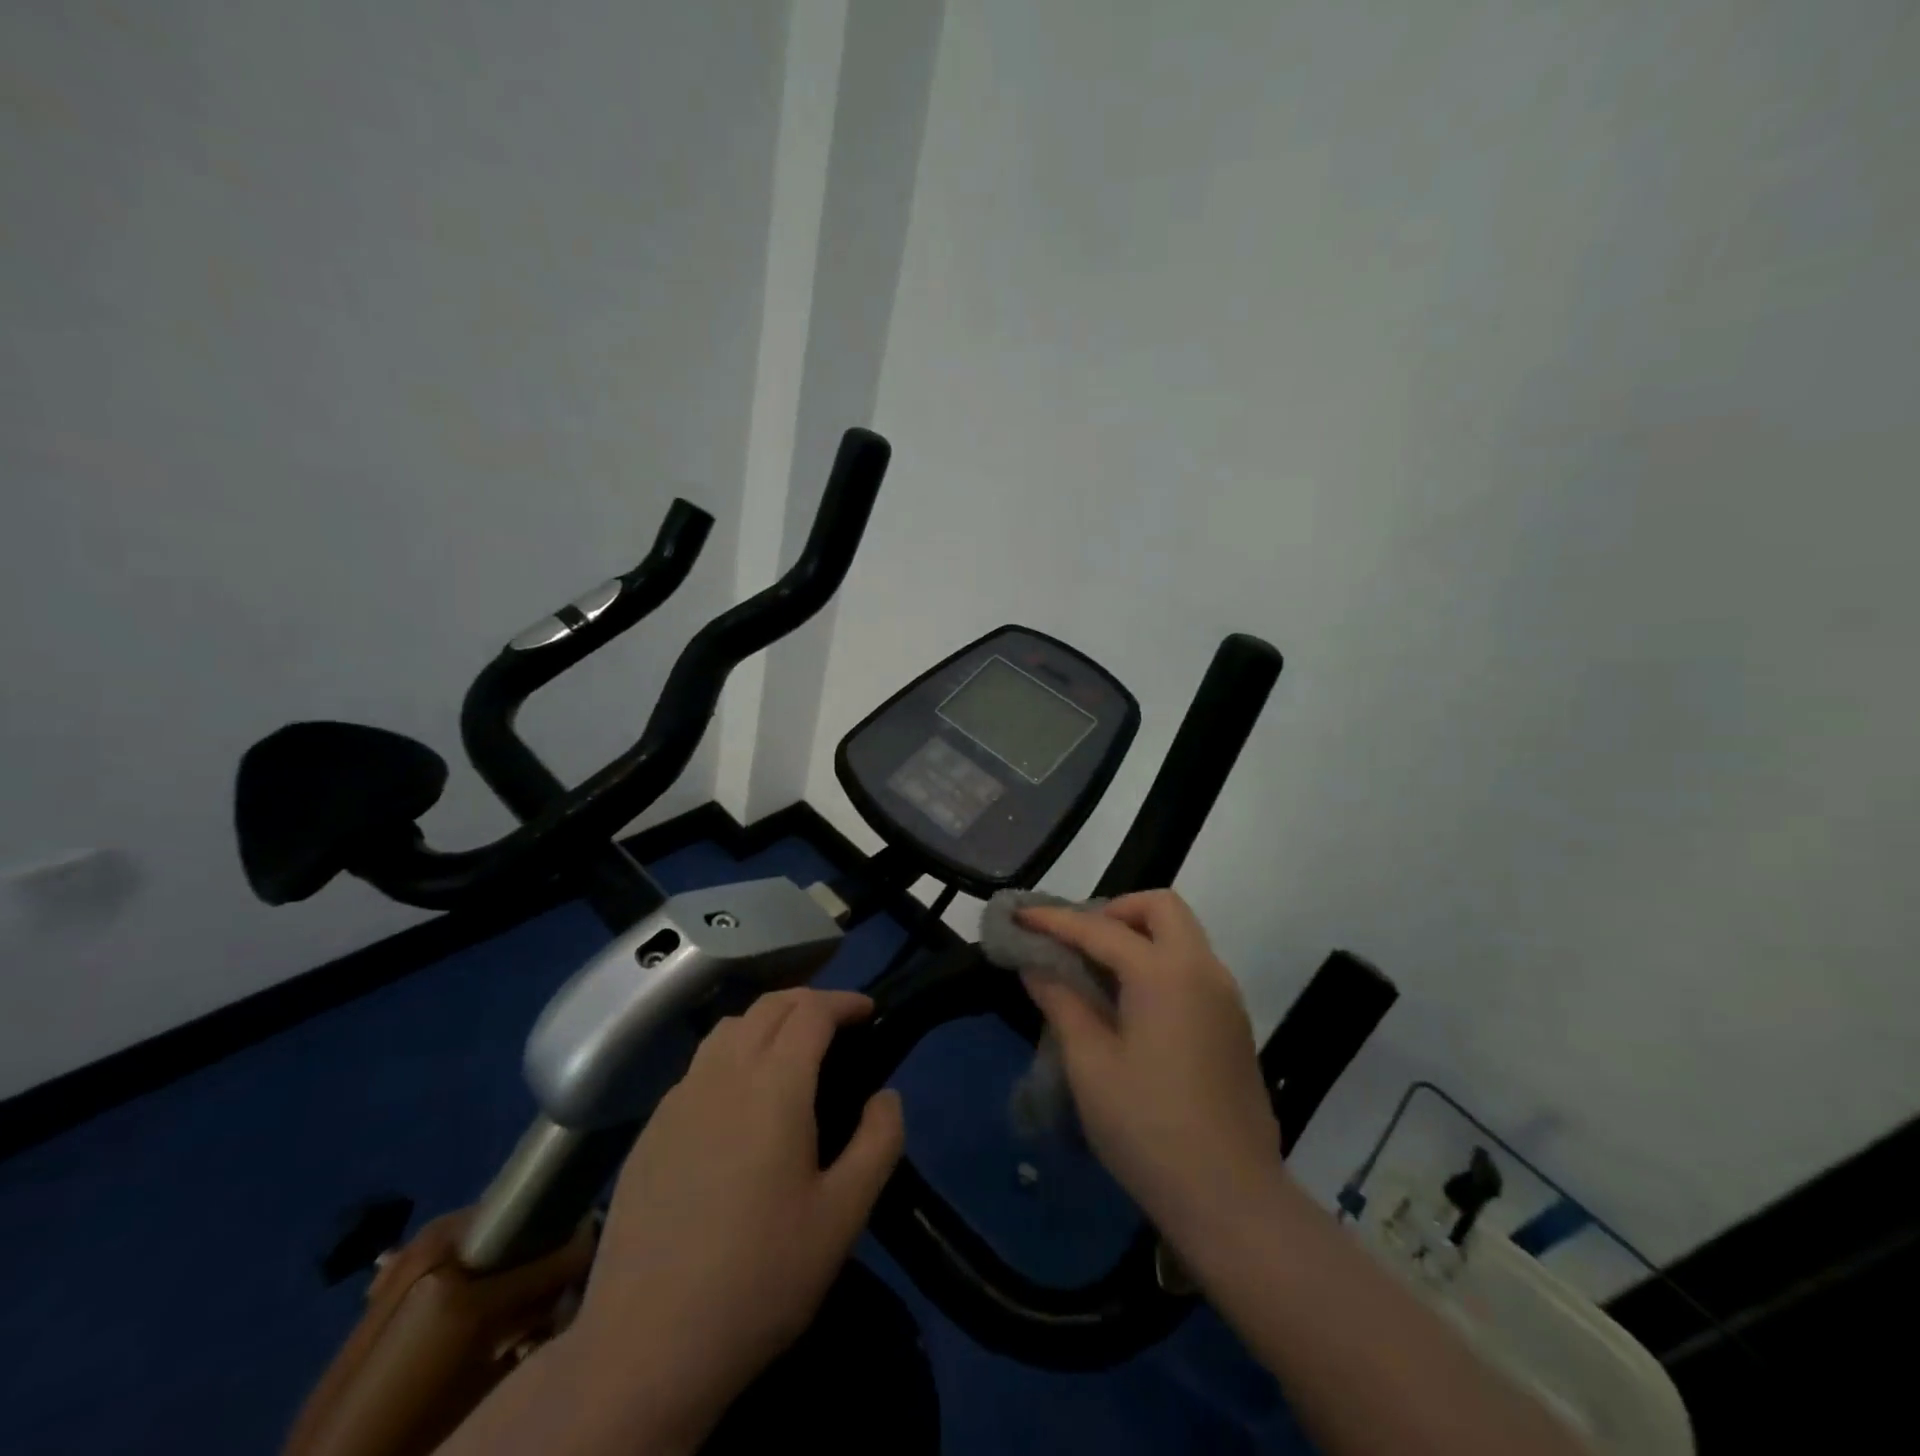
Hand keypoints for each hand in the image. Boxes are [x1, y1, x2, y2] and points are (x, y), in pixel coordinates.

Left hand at [566, 989, 903, 1448]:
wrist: (645, 1348)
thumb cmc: (758, 1278)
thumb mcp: (843, 1217)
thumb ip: (878, 1143)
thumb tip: (886, 1096)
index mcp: (773, 1086)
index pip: (811, 1011)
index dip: (845, 1001)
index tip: (870, 1011)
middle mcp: (722, 1074)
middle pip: (768, 1006)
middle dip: (810, 1001)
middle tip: (840, 1026)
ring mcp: (678, 1099)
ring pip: (729, 1028)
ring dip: (768, 1021)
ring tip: (792, 1052)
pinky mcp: (650, 1130)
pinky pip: (699, 1065)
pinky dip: (733, 1053)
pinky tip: (740, 1102)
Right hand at [1016, 891, 1282, 1246]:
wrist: (1232, 1199)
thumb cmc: (1149, 1128)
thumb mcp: (1090, 1065)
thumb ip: (1062, 1003)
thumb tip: (1037, 966)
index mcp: (1164, 973)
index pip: (1100, 929)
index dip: (1055, 920)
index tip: (1021, 916)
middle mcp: (1202, 969)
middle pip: (1161, 908)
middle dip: (1114, 910)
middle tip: (1077, 941)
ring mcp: (1225, 996)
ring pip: (1181, 935)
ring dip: (1138, 935)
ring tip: (1095, 970)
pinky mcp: (1233, 1024)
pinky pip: (1192, 966)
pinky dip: (1158, 962)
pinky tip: (1129, 1002)